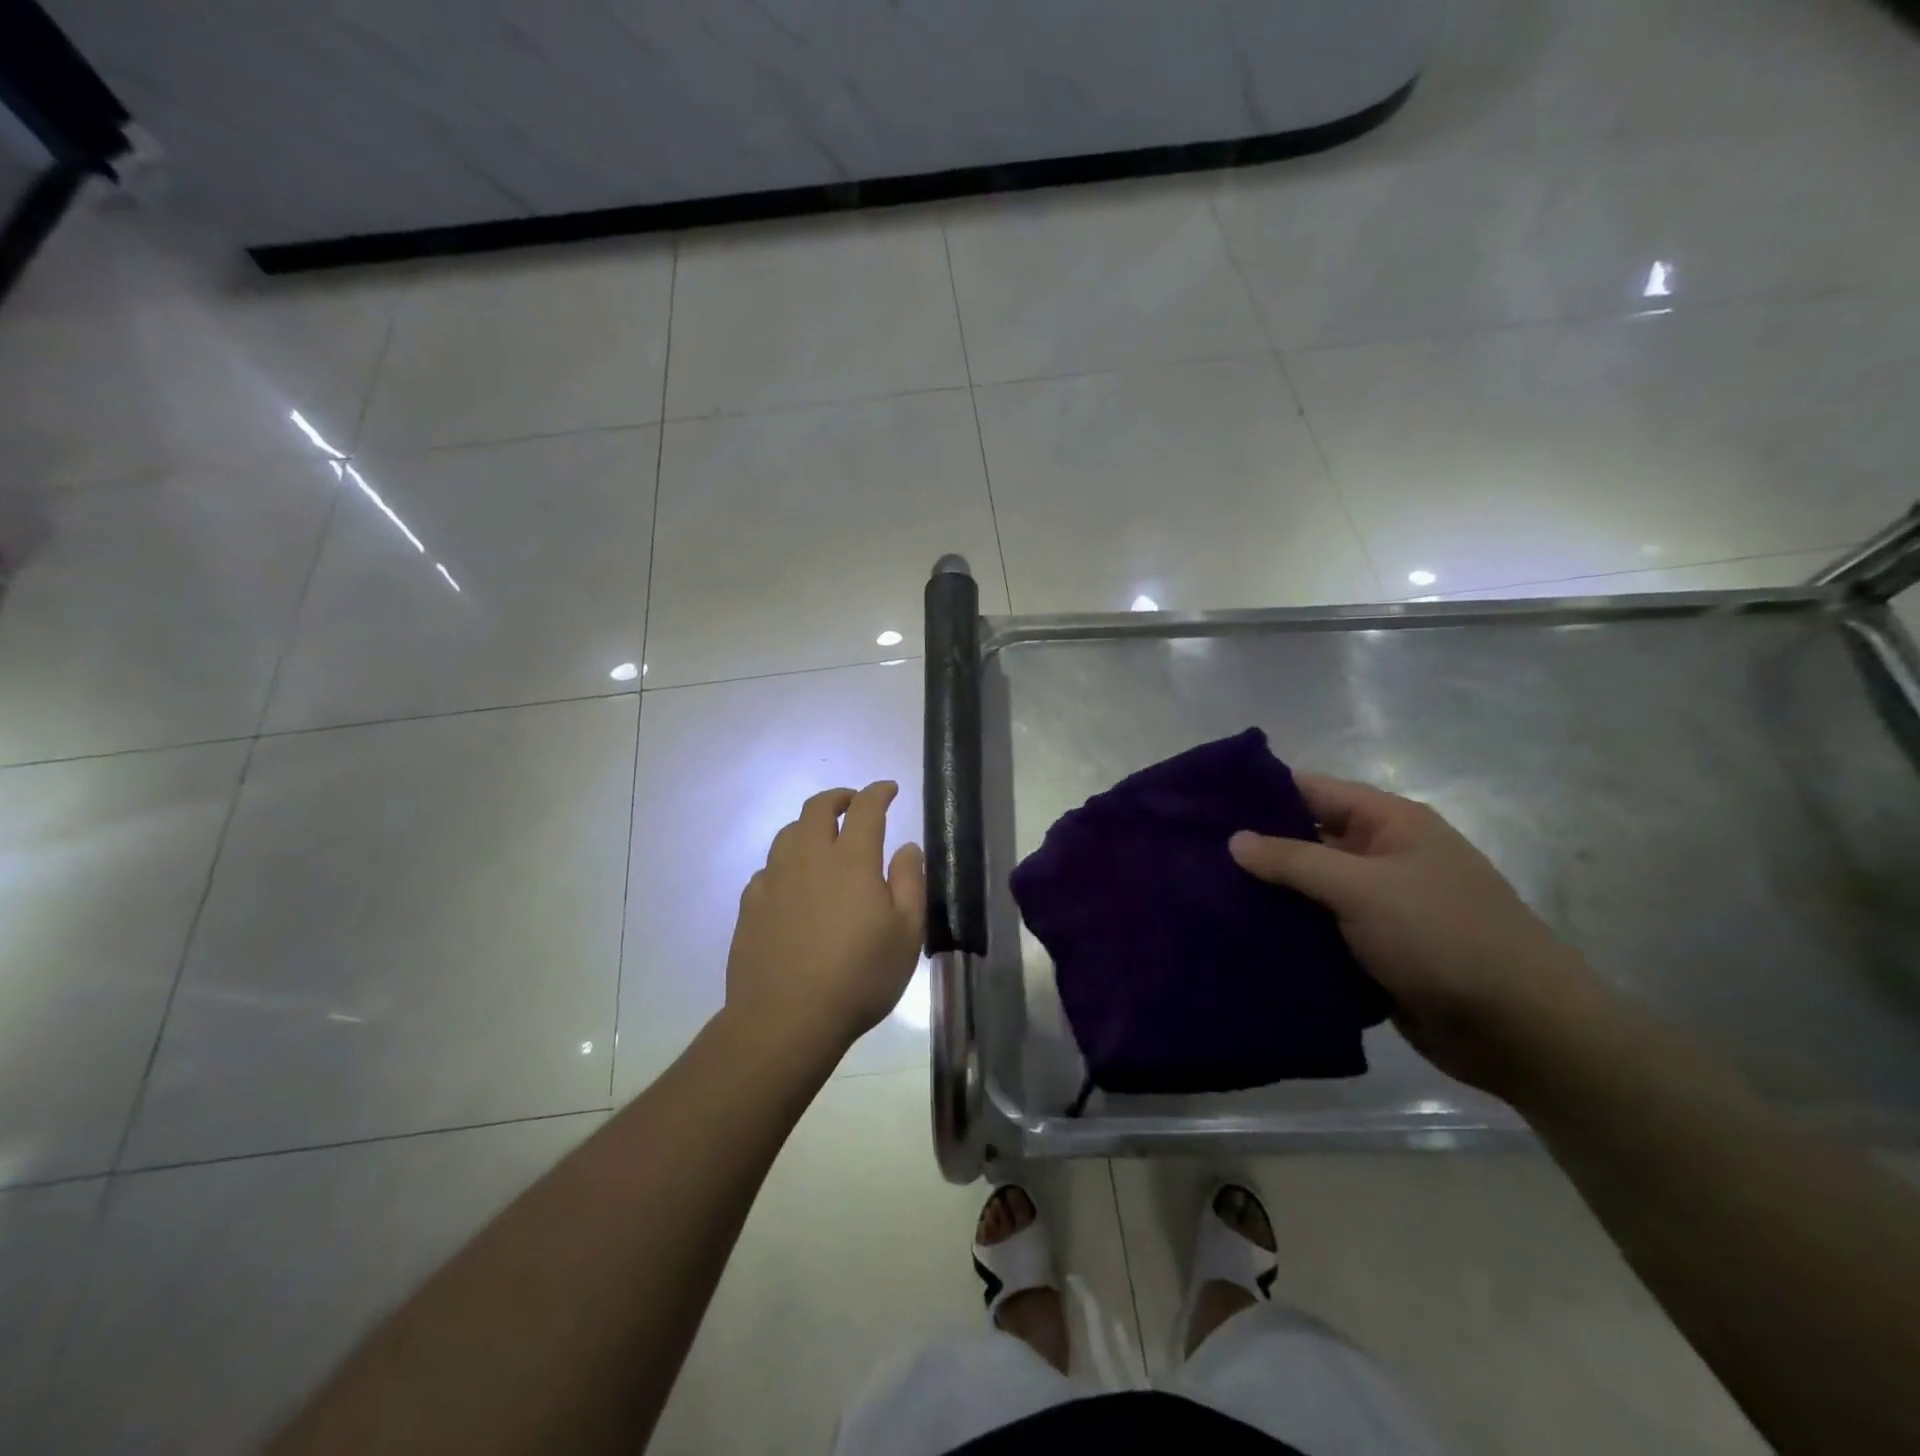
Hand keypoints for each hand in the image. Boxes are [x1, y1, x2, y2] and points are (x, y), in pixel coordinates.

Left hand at [724, 782, 926, 1062]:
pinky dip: (785, 862)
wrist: (786, 1019)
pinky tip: (792, 883)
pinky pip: (768, 868)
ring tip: (822, 838)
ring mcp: (774, 880)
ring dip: (808, 826)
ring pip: (787, 833)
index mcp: (851, 860)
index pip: (865, 808)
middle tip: (853, 803)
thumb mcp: (906, 934)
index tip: (888, 789)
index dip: (878, 792)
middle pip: (817, 808)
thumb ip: (910, 882)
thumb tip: (907, 846)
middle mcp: (808, 858)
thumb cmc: (859, 977)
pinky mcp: (750, 905)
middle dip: (839, 797)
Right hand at [1229, 774, 1602, 1097]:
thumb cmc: (1444, 937)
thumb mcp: (1363, 888)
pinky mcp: (1371, 951)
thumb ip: (1294, 860)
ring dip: (1266, 896)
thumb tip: (1234, 838)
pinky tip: (1237, 936)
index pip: (1312, 791)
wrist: (1521, 1032)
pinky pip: (1317, 932)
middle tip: (1189, 853)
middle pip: (1305, 840)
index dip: (1260, 792)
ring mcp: (1377, 907)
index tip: (1203, 803)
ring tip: (1200, 894)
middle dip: (1255, 848)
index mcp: (1390, 824)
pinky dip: (1285, 934)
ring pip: (1307, 890)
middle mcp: (1381, 857)